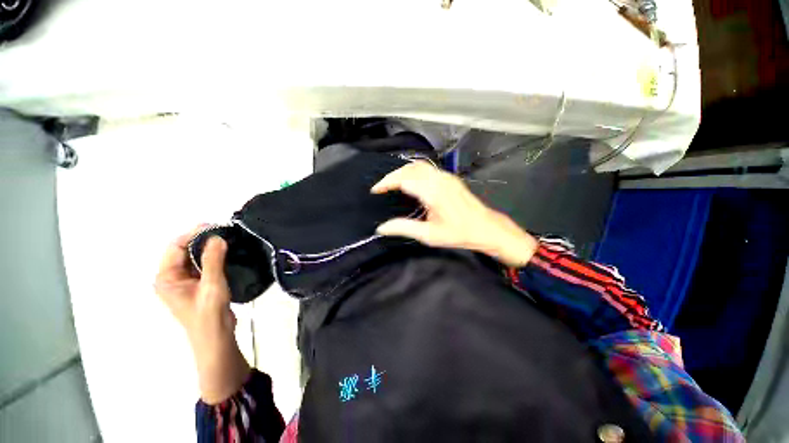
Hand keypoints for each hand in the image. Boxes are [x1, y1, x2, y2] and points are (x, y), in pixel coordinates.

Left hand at [154, 226, 249, 404]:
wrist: (216, 337)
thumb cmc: (208, 313)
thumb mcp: (211, 285)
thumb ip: (213, 260)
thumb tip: (217, 237)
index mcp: (166, 278)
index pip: (175, 247)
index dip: (192, 234)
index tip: (213, 226)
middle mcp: (171, 277)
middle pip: (183, 250)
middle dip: (201, 239)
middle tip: (223, 231)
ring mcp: (184, 282)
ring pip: (194, 257)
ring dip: (208, 247)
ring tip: (227, 239)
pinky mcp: (197, 285)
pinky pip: (203, 265)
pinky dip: (213, 256)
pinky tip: (226, 252)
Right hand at [372, 162, 538, 266]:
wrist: (486, 228)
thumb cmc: (459, 233)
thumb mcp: (429, 235)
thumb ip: (404, 228)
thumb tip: (381, 228)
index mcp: (433, 192)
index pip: (404, 179)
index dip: (387, 182)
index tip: (376, 190)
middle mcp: (439, 179)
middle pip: (410, 168)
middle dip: (392, 175)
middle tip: (382, 187)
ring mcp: (446, 176)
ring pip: (419, 166)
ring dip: (403, 172)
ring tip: (392, 184)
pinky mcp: (450, 178)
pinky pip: (427, 169)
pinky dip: (413, 172)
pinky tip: (410, 182)